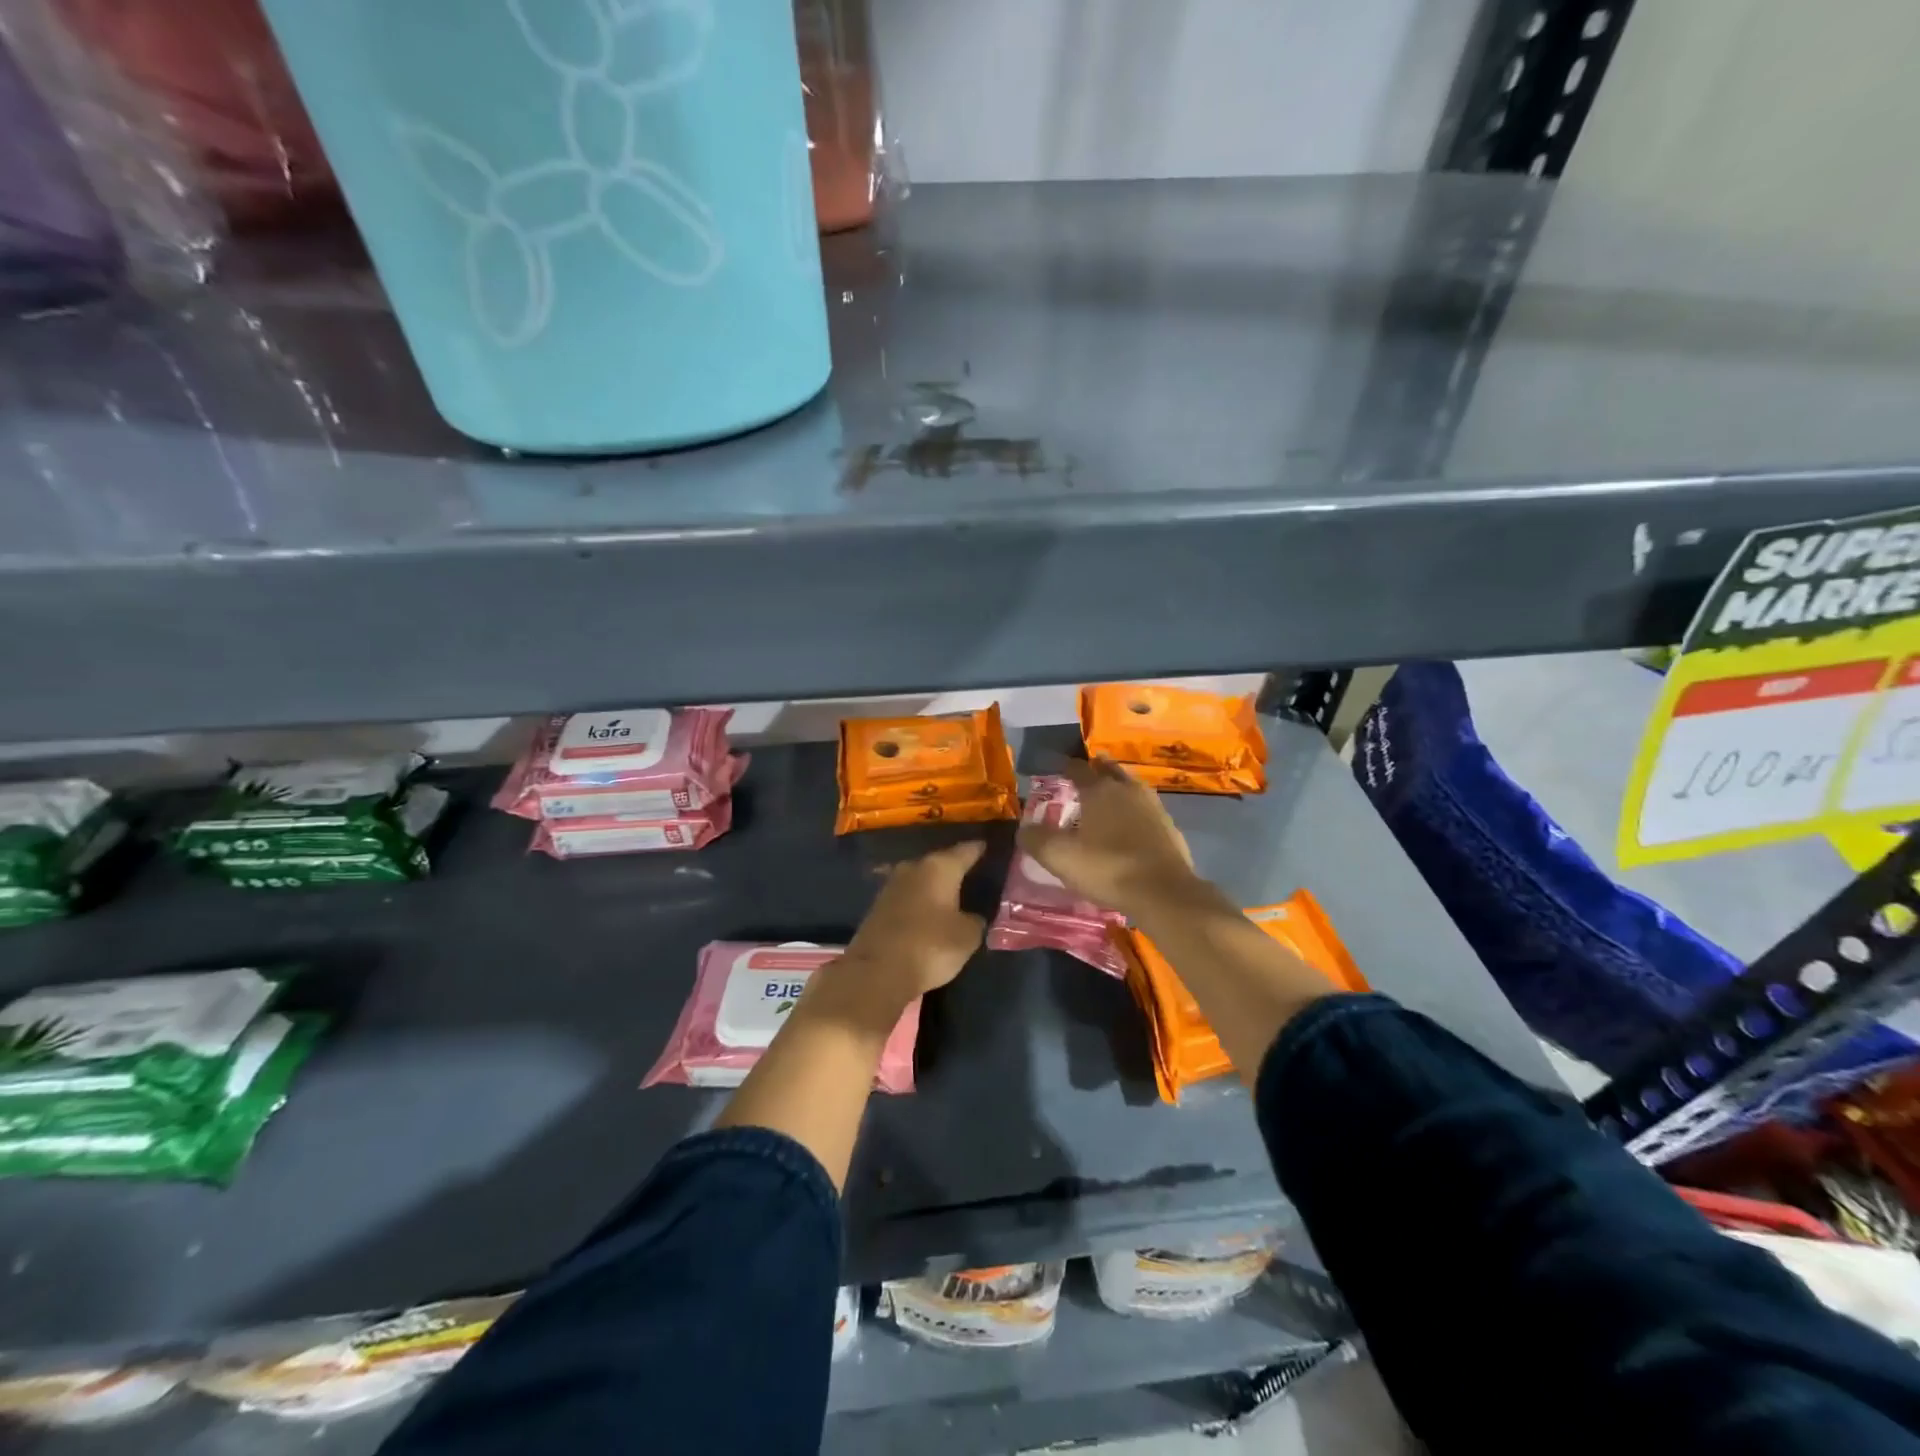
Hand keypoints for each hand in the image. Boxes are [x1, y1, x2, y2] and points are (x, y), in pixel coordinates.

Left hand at [812, 842, 987, 1025]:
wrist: (876, 972)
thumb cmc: (929, 946)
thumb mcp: (967, 936)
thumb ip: (975, 921)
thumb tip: (972, 917)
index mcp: (939, 867)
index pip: (967, 850)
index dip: (981, 850)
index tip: (991, 848)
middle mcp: (913, 868)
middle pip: (941, 863)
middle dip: (956, 870)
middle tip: (975, 878)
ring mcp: (891, 886)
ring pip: (921, 880)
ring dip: (934, 888)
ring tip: (953, 898)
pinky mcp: (877, 907)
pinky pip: (907, 898)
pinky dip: (919, 904)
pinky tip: (929, 915)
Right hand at [1019, 759, 1199, 917]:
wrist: (1163, 892)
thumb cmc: (1107, 868)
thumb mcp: (1060, 857)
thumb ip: (1036, 839)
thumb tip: (1024, 829)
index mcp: (1099, 790)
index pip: (1078, 768)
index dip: (1065, 767)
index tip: (1056, 769)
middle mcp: (1127, 789)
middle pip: (1109, 770)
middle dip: (1096, 770)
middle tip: (1084, 777)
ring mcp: (1153, 806)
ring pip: (1131, 788)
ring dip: (1117, 789)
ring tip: (1106, 800)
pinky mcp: (1169, 827)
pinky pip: (1146, 810)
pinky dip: (1134, 812)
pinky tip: (1129, 827)